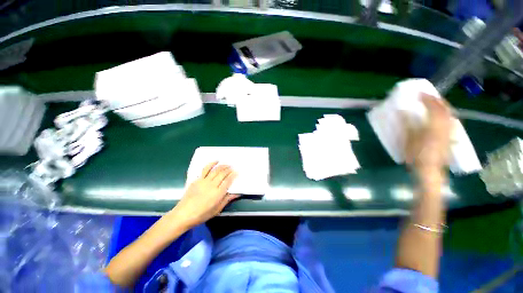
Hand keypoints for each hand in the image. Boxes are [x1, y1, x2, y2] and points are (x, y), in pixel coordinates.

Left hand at [172, 162, 238, 228]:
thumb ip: (227, 200)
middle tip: (233, 167)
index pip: (228, 181)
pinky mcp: (197, 180)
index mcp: (218, 194)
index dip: (233, 175)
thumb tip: (237, 193)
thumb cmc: (202, 214)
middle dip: (229, 169)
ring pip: (215, 170)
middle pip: (222, 174)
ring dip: (222, 166)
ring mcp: (204, 181)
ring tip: (227, 164)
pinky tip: (216, 161)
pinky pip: (205, 169)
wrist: (183, 214)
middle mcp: (212, 185)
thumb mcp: (217, 209)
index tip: (237, 172)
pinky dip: (211, 164)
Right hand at [405, 94, 452, 178]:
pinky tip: (443, 117)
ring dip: (443, 106)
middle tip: (429, 96)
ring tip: (436, 103)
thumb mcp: (408, 139)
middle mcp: (445, 126)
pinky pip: (451, 122)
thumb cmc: (416, 155)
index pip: (433, 107)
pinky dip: (446, 115)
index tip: (419, 93)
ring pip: (450, 114)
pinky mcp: (450, 137)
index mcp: (434, 126)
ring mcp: (449, 132)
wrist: (429, 170)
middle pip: (445, 108)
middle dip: (437, 100)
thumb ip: (406, 124)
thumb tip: (401, 111)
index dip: (427, 98)